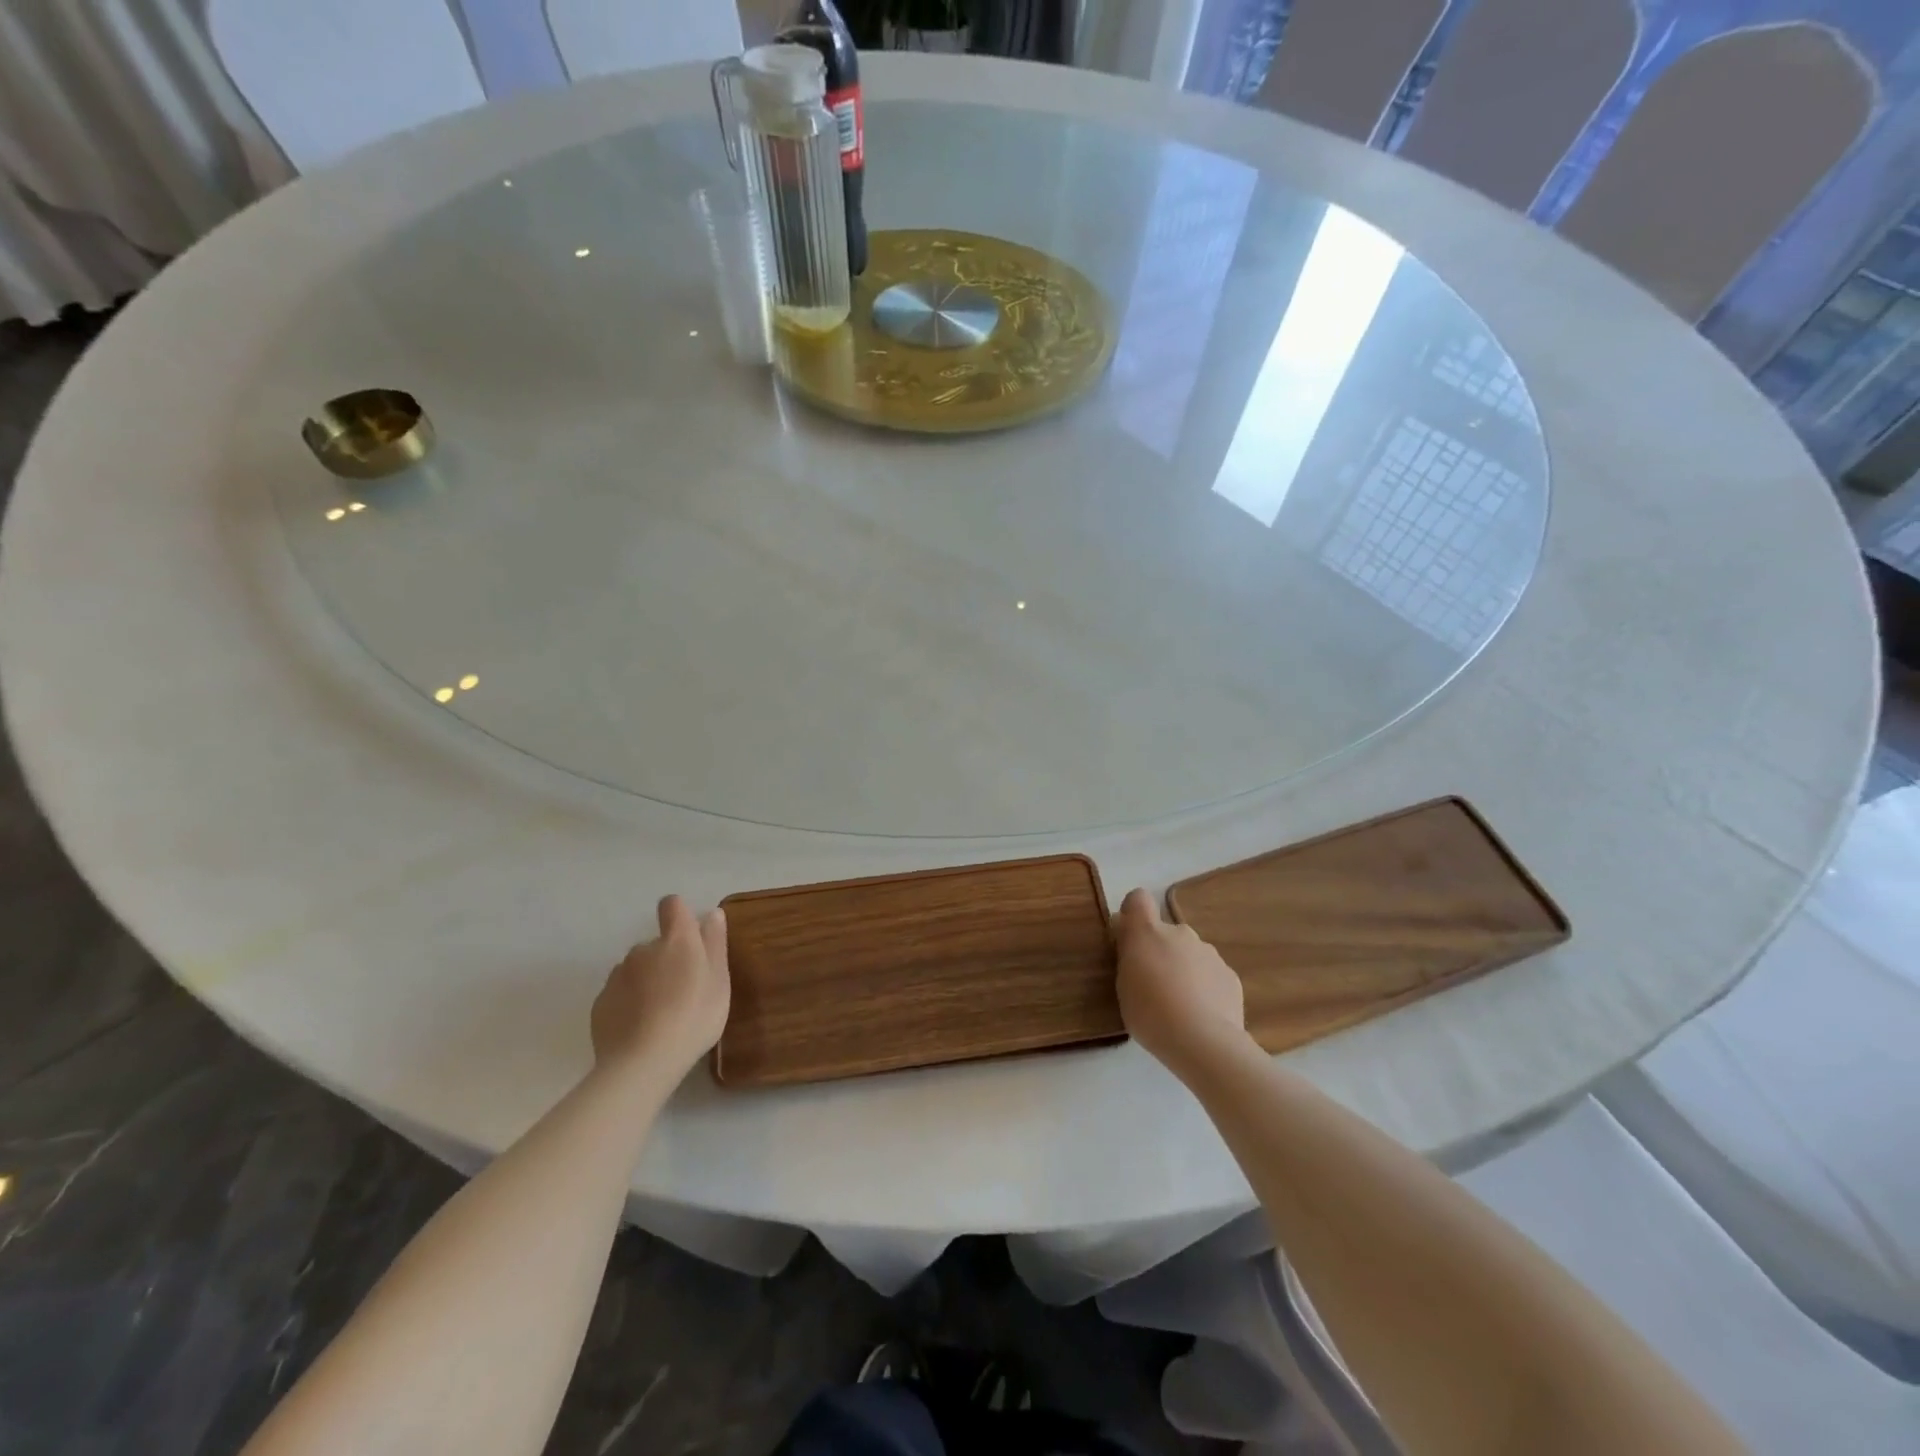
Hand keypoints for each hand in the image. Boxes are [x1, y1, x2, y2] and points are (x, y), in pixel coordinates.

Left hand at [591, 895, 729, 1081]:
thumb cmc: (693, 1017)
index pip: (672, 906)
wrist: (642, 1063)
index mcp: (676, 940)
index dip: (680, 916)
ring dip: (647, 981)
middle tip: (683, 991)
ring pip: (636, 969)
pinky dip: (630, 1002)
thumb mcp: (719, 981)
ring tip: (660, 1014)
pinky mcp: (600, 1002)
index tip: (691, 939)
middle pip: (656, 943)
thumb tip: (711, 913)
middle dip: (667, 959)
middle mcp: (642, 949)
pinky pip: (619, 993)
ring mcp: (617, 975)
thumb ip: (715, 943)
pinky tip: (640, 1028)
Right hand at [1114, 887, 1247, 1079]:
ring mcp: (1209, 952)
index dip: (1133, 913)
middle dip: (1160, 951)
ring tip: (1180, 1006)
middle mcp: (1180, 932)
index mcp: (1148, 932)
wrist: (1203, 1041)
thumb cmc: (1150, 1012)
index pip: (1138, 899)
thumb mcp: (1123, 984)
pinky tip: (1202, 1016)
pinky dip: (1205, 988)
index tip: (1128, 937)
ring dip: (1183, 970)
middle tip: (1153, 984)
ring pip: (1190, 954)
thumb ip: (1127, 955)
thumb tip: (1128, 936)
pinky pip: (1210, 975)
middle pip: (1166, 932)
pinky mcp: (1230, 975)